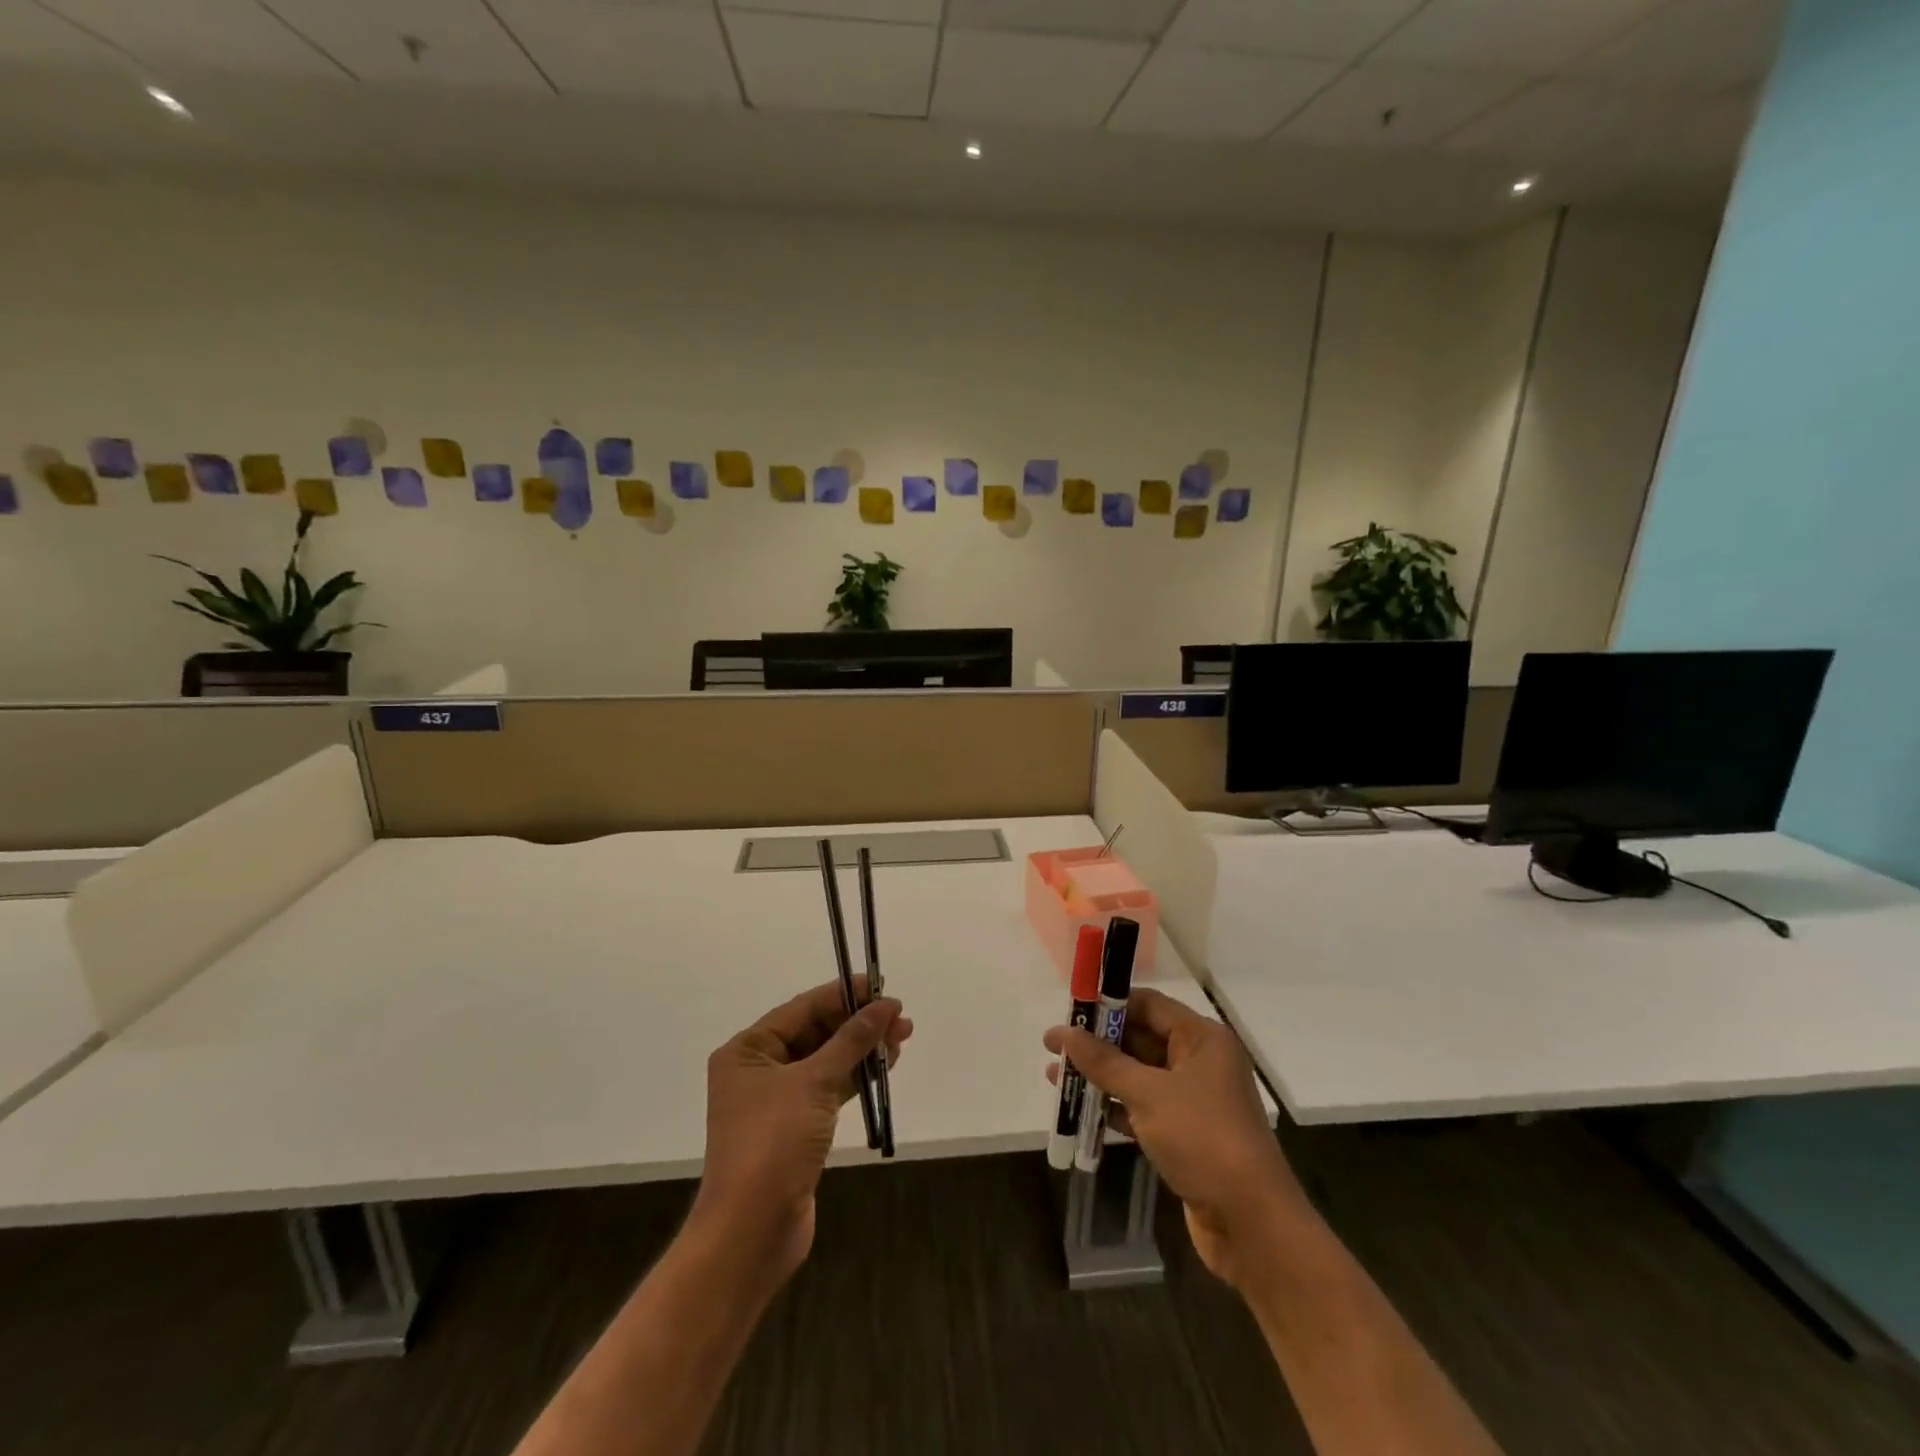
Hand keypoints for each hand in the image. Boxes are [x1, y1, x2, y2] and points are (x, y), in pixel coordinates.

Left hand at [695, 977, 911, 1286]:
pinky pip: (830, 1088)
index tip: (882, 986)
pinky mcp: (796, 1128)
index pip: (803, 1008)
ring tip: (902, 1038)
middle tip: (900, 1018)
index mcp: (748, 1050)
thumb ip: (851, 1041)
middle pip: (816, 1032)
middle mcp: (759, 1069)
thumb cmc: (773, 1144)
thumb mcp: (814, 1083)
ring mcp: (777, 1101)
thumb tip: (885, 1006)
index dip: (844, 995)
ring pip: (827, 1061)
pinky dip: (855, 1077)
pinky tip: (884, 1068)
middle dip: (858, 1023)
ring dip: (862, 1049)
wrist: (751, 1234)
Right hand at [1045, 988, 1304, 1288]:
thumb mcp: (1147, 1094)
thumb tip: (1061, 1032)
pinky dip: (1114, 1107)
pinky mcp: (1185, 1134)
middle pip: (1141, 1038)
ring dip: (1100, 1076)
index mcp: (1201, 1038)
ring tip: (1056, 1078)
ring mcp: (1194, 1100)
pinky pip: (1143, 1108)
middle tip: (1054, 1046)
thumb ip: (1102, 1061)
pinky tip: (1080, 1112)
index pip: (1148, 1005)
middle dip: (1097, 1043)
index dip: (1107, 1005)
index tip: (1069, 1011)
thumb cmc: (1202, 1139)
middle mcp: (1200, 1061)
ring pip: (1138, 1075)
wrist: (1251, 1223)